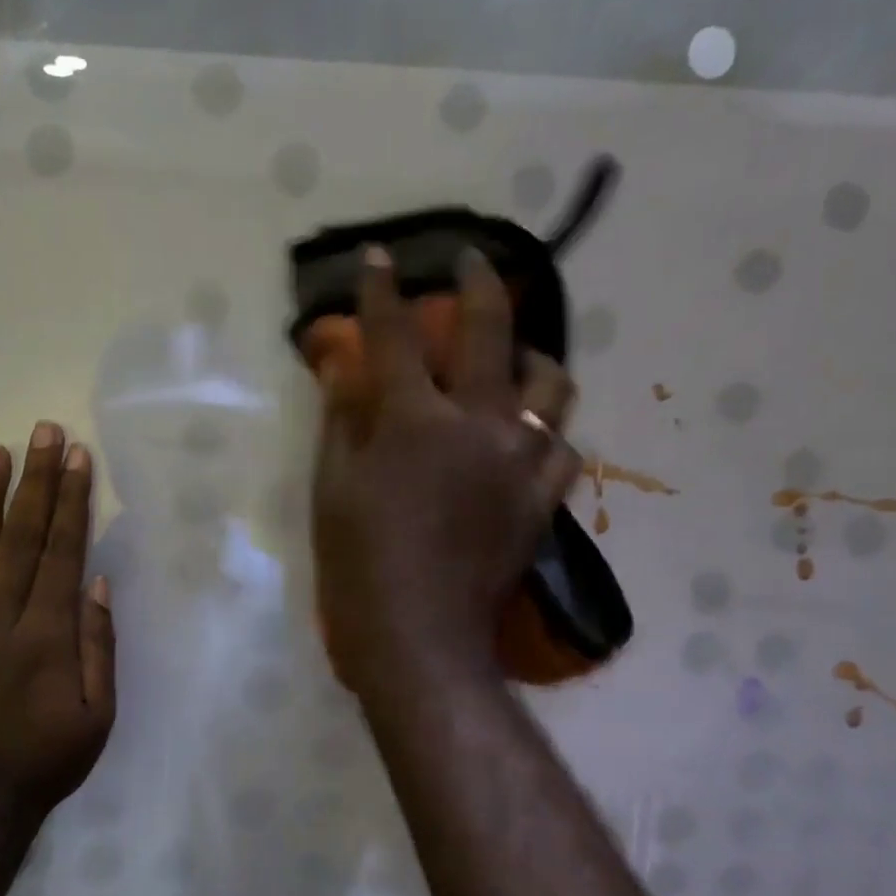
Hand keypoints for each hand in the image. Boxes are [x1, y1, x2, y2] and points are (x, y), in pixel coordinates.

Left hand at [0, 421, 115, 824]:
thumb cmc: (45, 762)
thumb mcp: (96, 717)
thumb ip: (98, 648)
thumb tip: (97, 585)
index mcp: (46, 638)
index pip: (62, 554)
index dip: (72, 503)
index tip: (78, 458)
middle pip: (21, 540)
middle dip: (36, 482)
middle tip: (43, 433)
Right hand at [312, 246, 580, 695]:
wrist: (418, 638)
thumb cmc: (358, 565)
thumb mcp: (332, 490)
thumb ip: (341, 421)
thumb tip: (341, 367)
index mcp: (415, 421)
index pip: (394, 335)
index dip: (382, 290)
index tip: (378, 256)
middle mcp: (479, 424)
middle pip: (489, 331)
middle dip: (478, 284)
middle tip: (471, 262)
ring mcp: (521, 460)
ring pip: (551, 382)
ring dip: (530, 354)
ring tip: (514, 355)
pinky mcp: (543, 499)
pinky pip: (563, 444)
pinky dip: (546, 427)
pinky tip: (528, 430)